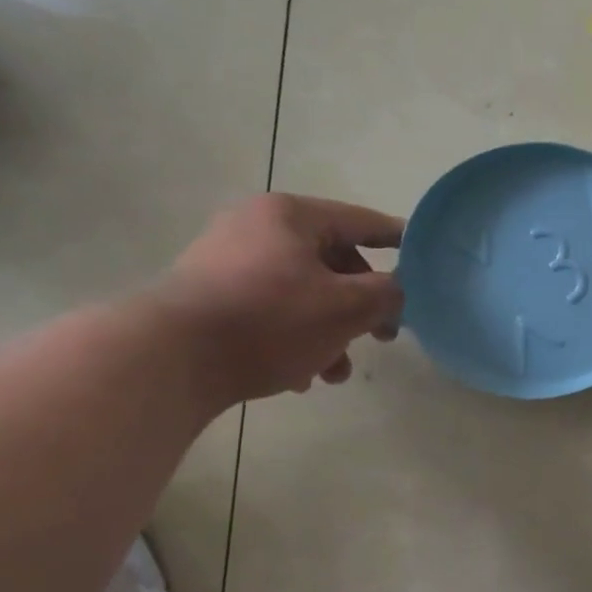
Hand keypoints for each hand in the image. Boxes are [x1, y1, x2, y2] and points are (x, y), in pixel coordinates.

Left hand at [151, 193, 403, 403]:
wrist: (167, 359)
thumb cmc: (270, 320)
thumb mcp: (347, 307)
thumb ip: (386, 293)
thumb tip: (395, 290)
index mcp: (291, 216)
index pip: (362, 222)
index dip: (398, 240)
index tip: (423, 257)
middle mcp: (256, 227)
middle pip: (332, 263)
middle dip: (361, 306)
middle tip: (383, 336)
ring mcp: (226, 262)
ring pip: (302, 293)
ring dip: (330, 332)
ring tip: (335, 373)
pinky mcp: (207, 297)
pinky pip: (269, 311)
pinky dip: (293, 337)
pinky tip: (299, 376)